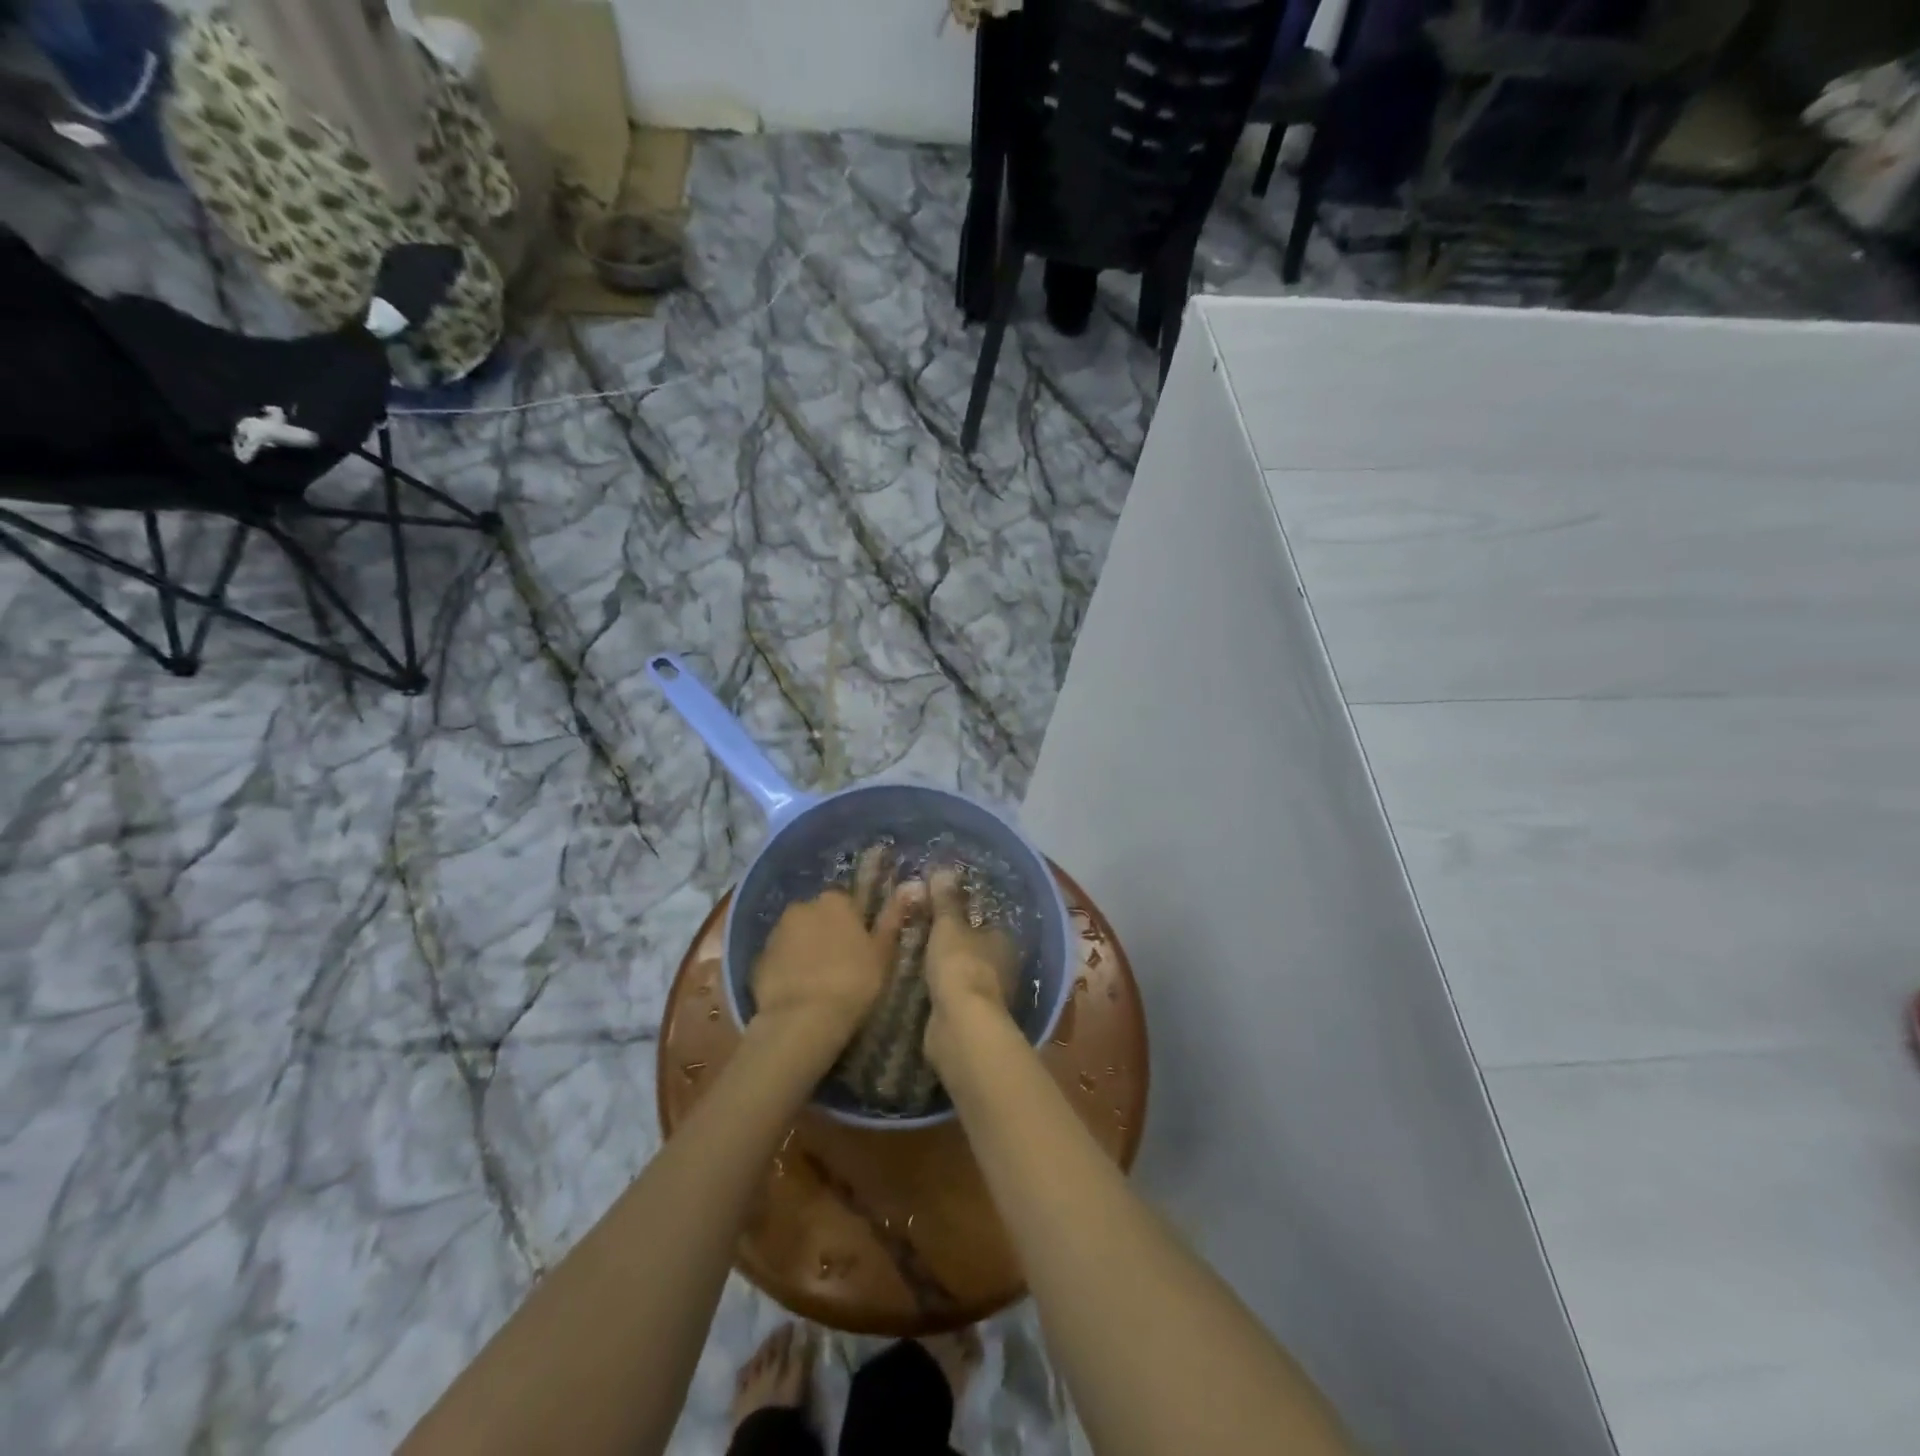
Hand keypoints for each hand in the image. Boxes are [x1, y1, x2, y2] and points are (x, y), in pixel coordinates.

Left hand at [752, 886, 913, 1046]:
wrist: (803, 1020)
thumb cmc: (853, 982)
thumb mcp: (883, 952)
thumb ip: (894, 917)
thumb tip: (911, 886)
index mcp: (834, 900)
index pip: (847, 902)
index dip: (855, 924)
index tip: (861, 947)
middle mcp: (802, 907)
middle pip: (818, 916)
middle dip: (827, 932)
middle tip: (841, 964)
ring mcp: (776, 933)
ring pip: (796, 936)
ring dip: (806, 949)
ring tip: (819, 982)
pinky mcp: (757, 960)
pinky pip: (779, 959)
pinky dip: (787, 969)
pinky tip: (798, 992)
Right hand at [922, 868, 1019, 1066]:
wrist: (960, 1024)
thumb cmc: (960, 964)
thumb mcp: (948, 926)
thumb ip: (945, 901)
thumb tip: (944, 868)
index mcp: (1003, 940)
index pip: (985, 921)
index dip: (963, 915)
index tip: (939, 909)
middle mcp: (1003, 966)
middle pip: (975, 947)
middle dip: (953, 942)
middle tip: (922, 929)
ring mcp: (988, 994)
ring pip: (963, 972)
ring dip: (945, 967)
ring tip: (915, 955)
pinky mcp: (970, 1017)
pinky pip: (952, 994)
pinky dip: (939, 989)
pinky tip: (919, 983)